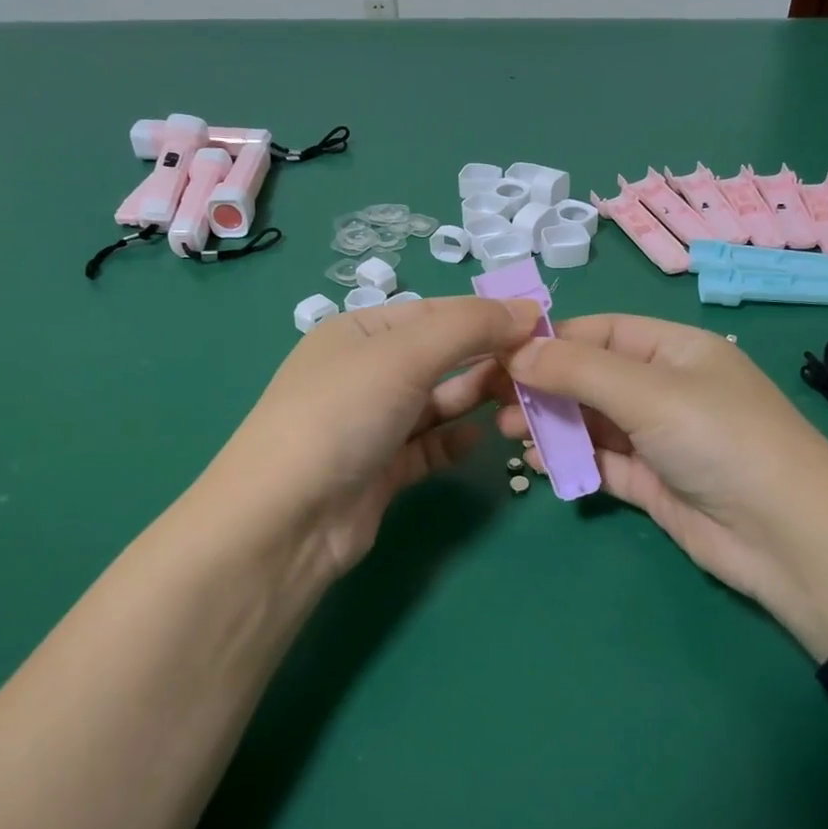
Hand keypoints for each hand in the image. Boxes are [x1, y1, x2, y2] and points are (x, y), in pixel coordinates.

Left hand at [200, 296, 539, 589]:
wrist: (287, 518)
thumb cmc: (342, 414)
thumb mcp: (405, 355)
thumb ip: (470, 327)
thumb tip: (528, 309)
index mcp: (359, 332)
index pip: (435, 313)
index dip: (487, 316)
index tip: (540, 325)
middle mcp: (364, 373)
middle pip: (439, 357)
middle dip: (486, 358)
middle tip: (539, 368)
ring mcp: (372, 425)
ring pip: (437, 403)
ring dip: (476, 397)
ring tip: (521, 399)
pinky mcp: (382, 471)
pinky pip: (429, 447)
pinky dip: (455, 440)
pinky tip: (482, 438)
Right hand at [496, 314, 827, 659]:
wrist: (787, 538)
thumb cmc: (720, 440)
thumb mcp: (649, 393)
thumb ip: (578, 371)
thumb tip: (514, 352)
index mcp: (675, 351)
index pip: (601, 332)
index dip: (550, 341)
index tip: (498, 356)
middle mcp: (666, 389)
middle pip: (591, 377)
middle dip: (543, 385)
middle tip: (492, 401)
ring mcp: (659, 438)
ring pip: (592, 421)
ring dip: (552, 424)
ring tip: (510, 433)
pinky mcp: (653, 482)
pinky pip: (602, 462)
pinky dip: (572, 461)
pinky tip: (540, 464)